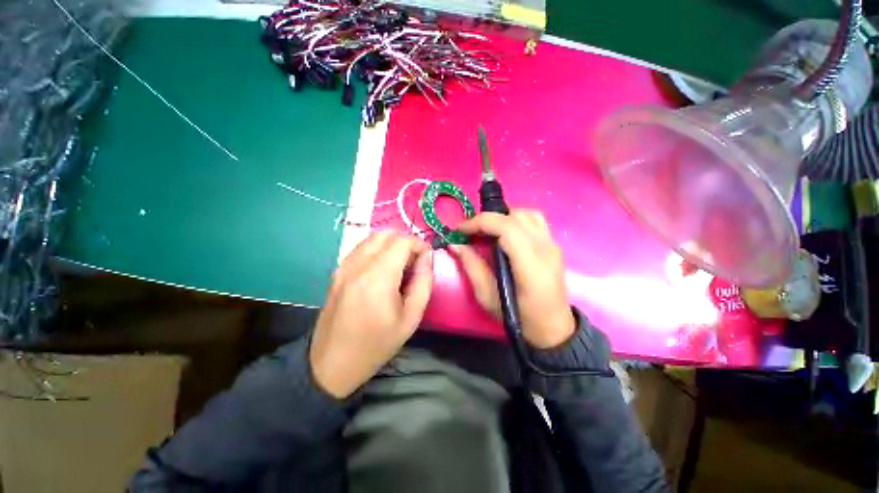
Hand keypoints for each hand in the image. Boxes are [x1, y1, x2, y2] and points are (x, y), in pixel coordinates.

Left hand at [310, 231, 432, 397]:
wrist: (332, 362)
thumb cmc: (377, 343)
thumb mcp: (411, 317)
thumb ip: (424, 282)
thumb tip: (427, 257)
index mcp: (378, 277)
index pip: (402, 242)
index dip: (419, 244)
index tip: (427, 258)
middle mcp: (358, 265)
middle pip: (386, 234)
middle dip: (406, 241)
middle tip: (415, 260)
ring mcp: (344, 266)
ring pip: (372, 238)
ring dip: (391, 243)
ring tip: (400, 264)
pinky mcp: (337, 271)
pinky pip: (360, 248)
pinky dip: (376, 249)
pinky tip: (382, 268)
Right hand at [453, 210, 574, 348]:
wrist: (552, 327)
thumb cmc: (518, 317)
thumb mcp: (487, 296)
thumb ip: (471, 266)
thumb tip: (455, 244)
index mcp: (530, 265)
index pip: (506, 227)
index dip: (479, 223)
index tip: (460, 230)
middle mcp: (545, 248)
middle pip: (515, 216)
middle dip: (487, 219)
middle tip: (470, 232)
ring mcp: (553, 244)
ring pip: (526, 214)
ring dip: (502, 217)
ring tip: (487, 232)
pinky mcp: (554, 245)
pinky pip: (534, 220)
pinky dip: (515, 220)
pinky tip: (505, 234)